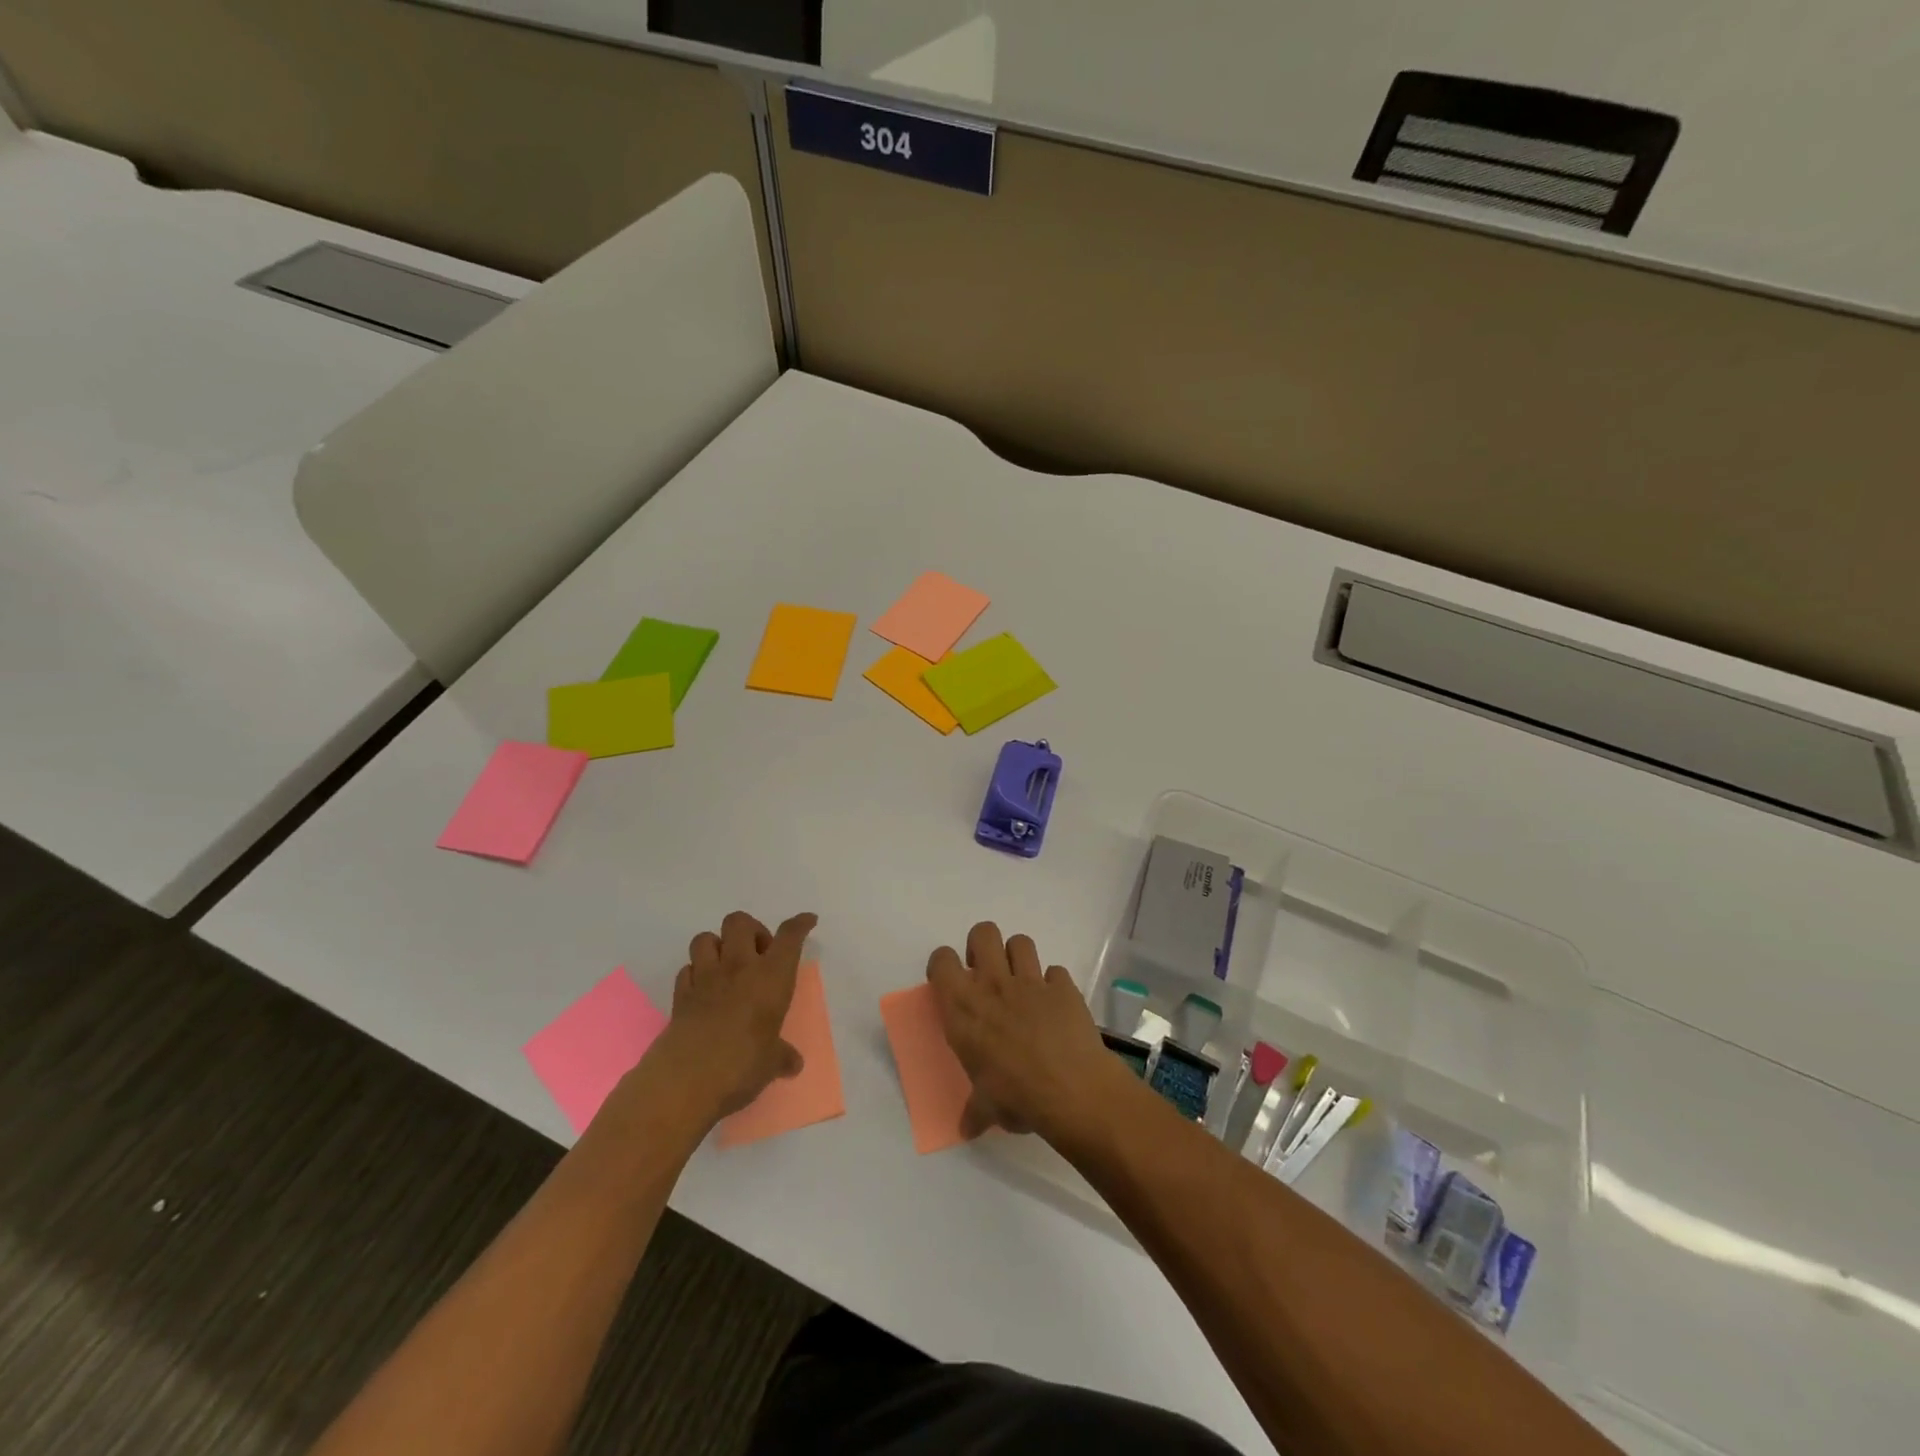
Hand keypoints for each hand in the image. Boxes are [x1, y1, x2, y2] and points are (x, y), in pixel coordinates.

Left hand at [652, 910, 815, 1120]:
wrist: (684, 1082)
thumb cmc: (741, 1065)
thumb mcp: (771, 1063)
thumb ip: (782, 1057)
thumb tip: (793, 1064)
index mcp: (771, 977)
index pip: (790, 937)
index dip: (800, 924)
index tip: (808, 921)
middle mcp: (738, 967)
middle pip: (740, 922)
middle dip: (751, 930)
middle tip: (759, 956)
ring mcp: (705, 978)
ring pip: (706, 938)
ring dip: (718, 946)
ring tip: (727, 968)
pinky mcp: (680, 995)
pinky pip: (686, 970)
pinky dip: (695, 974)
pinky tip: (703, 990)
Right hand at [926, 922, 1130, 1144]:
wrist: (1072, 1090)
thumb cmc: (1017, 1097)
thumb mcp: (987, 1108)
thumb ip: (975, 1110)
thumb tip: (966, 1128)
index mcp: (964, 1009)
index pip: (942, 961)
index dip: (944, 965)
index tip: (949, 980)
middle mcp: (993, 985)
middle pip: (983, 933)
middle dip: (981, 946)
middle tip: (986, 973)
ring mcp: (1031, 981)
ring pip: (1020, 942)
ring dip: (1018, 957)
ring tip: (1021, 982)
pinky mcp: (1063, 987)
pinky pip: (1056, 971)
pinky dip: (1054, 984)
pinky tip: (1056, 1005)